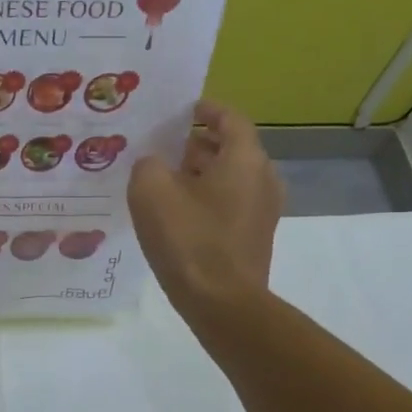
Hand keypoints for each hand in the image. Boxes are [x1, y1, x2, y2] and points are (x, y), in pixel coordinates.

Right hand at [129, 100, 283, 316]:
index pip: (230, 118)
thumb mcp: (150, 191)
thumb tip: (154, 164)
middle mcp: (262, 178)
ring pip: (230, 177)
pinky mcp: (253, 236)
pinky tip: (175, 211)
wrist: (221, 302)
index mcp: (244, 159)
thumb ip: (148, 164)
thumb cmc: (188, 239)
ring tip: (163, 177)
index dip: (206, 109)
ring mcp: (263, 210)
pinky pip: (230, 202)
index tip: (181, 108)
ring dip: (200, 171)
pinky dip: (206, 196)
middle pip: (231, 148)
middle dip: (198, 142)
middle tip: (163, 145)